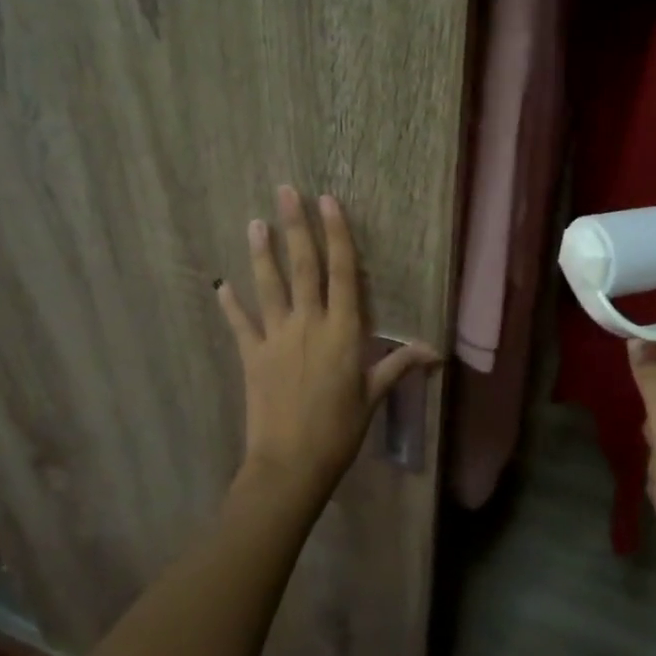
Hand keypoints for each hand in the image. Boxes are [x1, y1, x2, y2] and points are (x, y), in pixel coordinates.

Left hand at [217, 186, 438, 504]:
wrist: (291, 464)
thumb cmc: (339, 430)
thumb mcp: (373, 395)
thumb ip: (398, 365)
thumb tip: (434, 352)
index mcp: (342, 330)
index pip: (341, 272)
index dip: (336, 234)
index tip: (328, 202)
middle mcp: (308, 323)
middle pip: (303, 266)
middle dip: (295, 226)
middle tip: (286, 191)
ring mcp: (276, 338)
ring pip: (269, 285)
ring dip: (262, 253)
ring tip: (254, 222)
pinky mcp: (251, 356)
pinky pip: (240, 324)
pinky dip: (230, 303)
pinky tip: (221, 284)